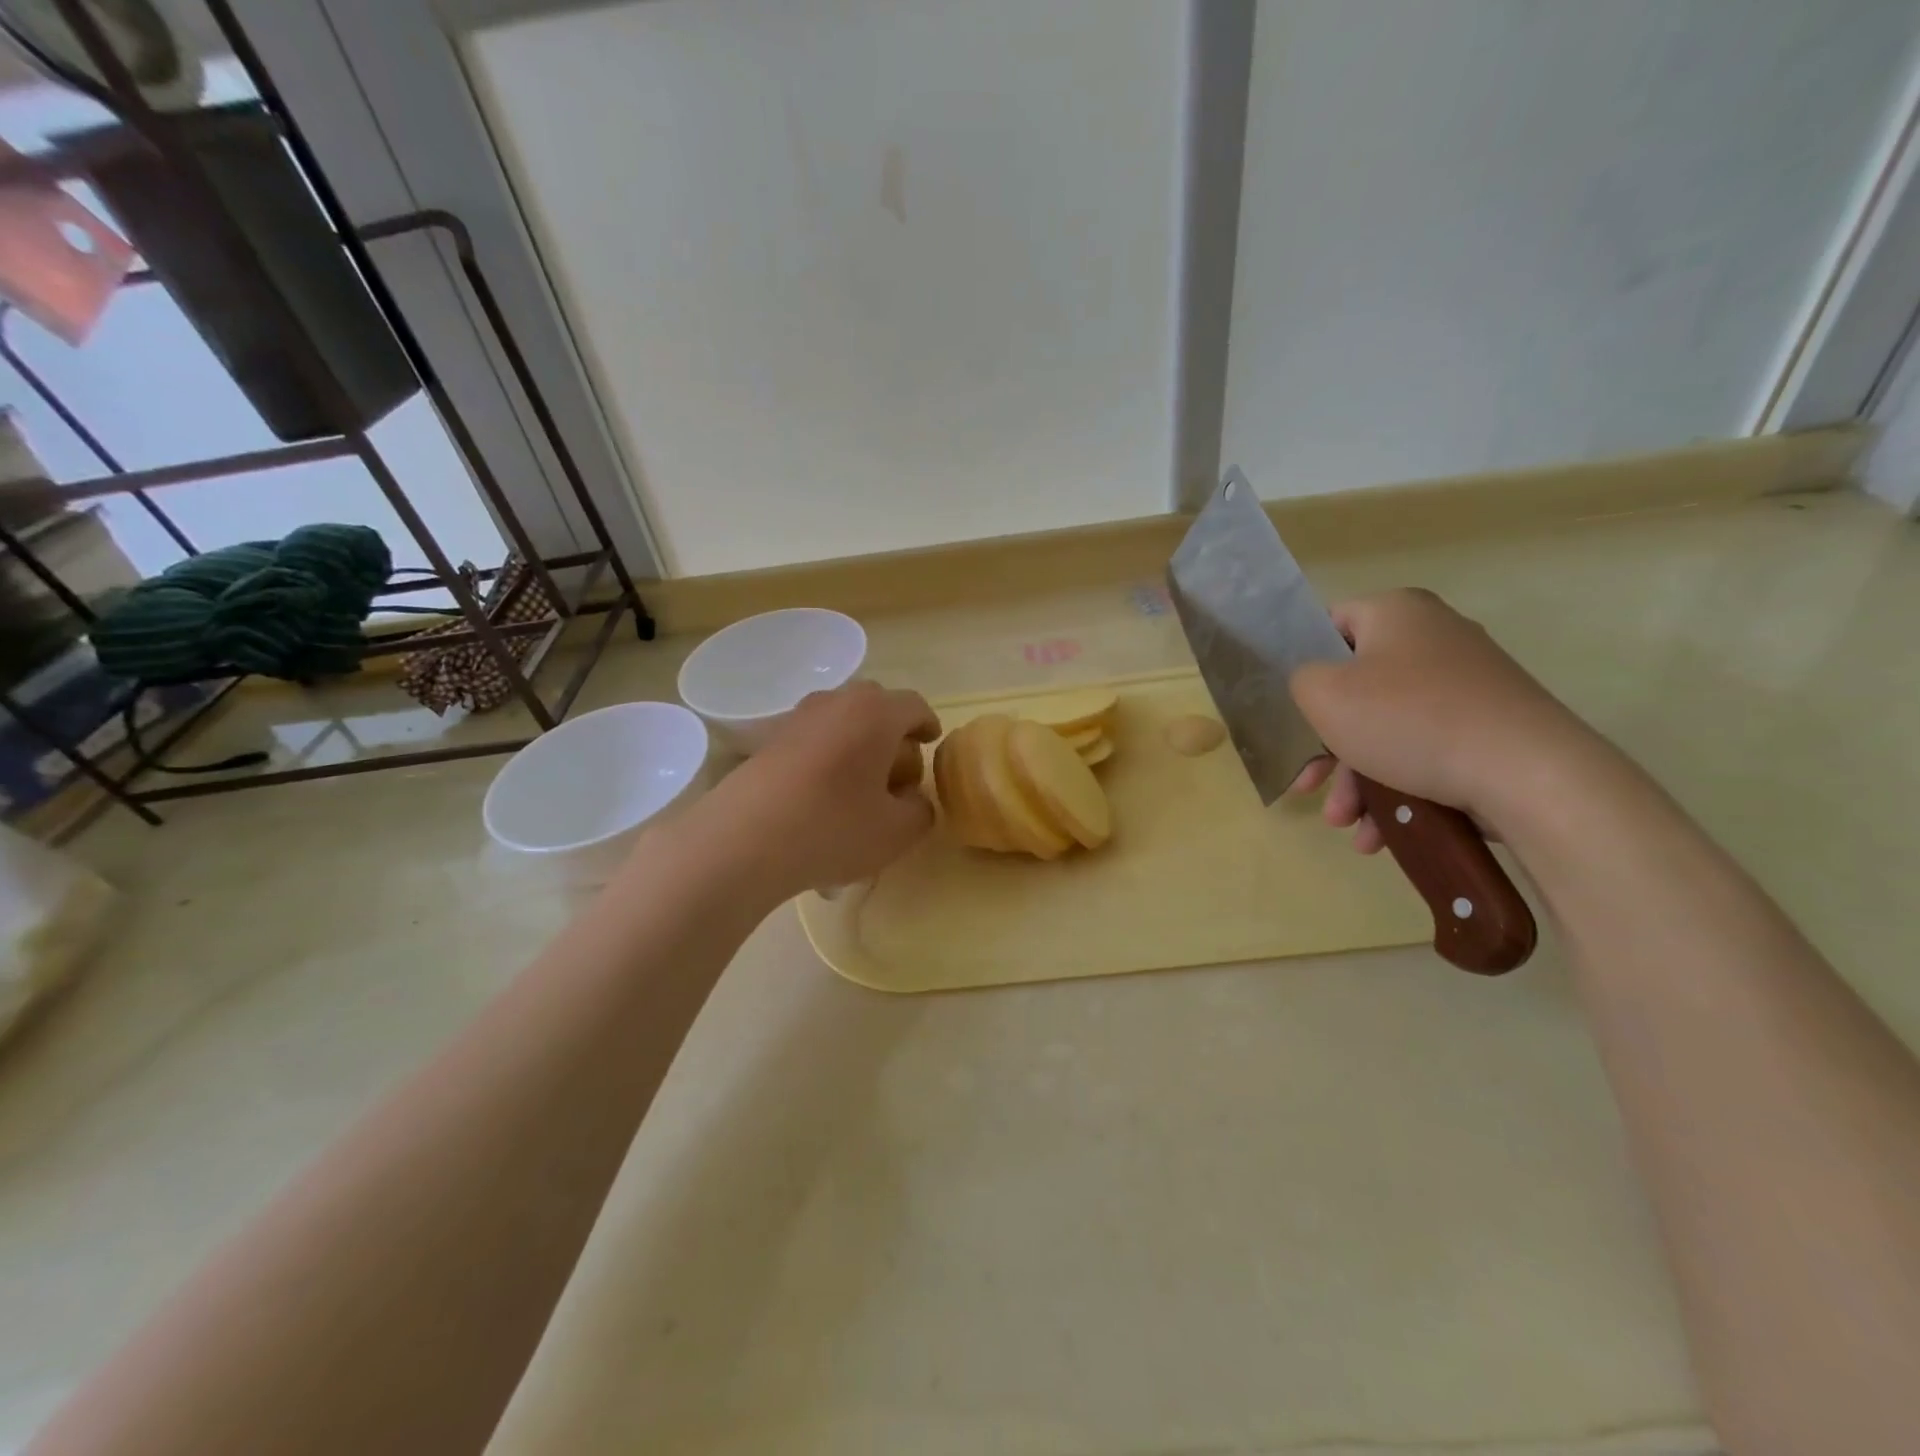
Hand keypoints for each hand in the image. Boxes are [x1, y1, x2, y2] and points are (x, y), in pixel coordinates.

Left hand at [694, 682, 940, 898]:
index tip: (932, 742)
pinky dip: (828, 757)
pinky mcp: (768, 741)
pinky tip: (823, 798)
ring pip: (841, 721)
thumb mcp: (897, 832)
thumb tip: (913, 800)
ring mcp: (797, 718)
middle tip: (898, 771)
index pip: (914, 706)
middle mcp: (837, 702)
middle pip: (876, 707)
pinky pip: (813, 739)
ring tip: (860, 787)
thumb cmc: (833, 827)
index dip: (928, 725)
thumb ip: (920, 811)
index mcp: (876, 713)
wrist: (743, 840)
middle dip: (893, 734)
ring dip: (858, 744)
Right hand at [1286, 589, 1596, 852]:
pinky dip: (1398, 788)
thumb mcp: (1323, 695)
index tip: (1292, 709)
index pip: (1330, 625)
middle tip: (1310, 787)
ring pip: (1387, 729)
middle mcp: (1435, 637)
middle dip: (1327, 749)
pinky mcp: (1489, 726)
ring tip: (1348, 825)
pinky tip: (1382, 832)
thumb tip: (1316, 684)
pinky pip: (1424, 750)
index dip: (1303, 664)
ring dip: (1357, 781)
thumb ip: (1299, 680)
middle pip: (1356, 690)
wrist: (1528, 774)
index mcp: (1397, 612)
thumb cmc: (1409, 721)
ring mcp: (1467, 684)